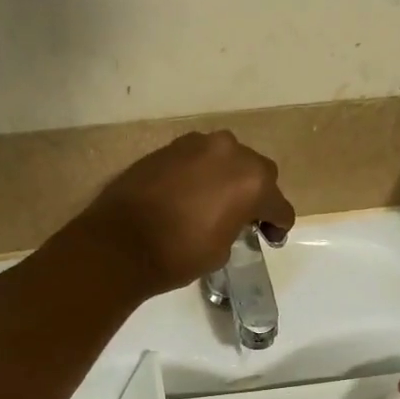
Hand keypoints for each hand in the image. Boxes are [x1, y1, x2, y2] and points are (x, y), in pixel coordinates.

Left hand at [82, 130, 295, 295]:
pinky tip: (192, 194)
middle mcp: (230, 152)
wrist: (120, 243)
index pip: (278, 204)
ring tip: (216, 203)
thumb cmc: (179, 254)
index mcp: (252, 181)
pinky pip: (198, 159)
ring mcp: (197, 144)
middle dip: (257, 193)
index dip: (278, 224)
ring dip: (228, 178)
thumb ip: (236, 226)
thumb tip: (230, 219)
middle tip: (247, 218)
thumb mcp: (221, 249)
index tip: (271, 236)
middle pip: (257, 172)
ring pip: (227, 159)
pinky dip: (202, 174)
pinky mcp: (170, 147)